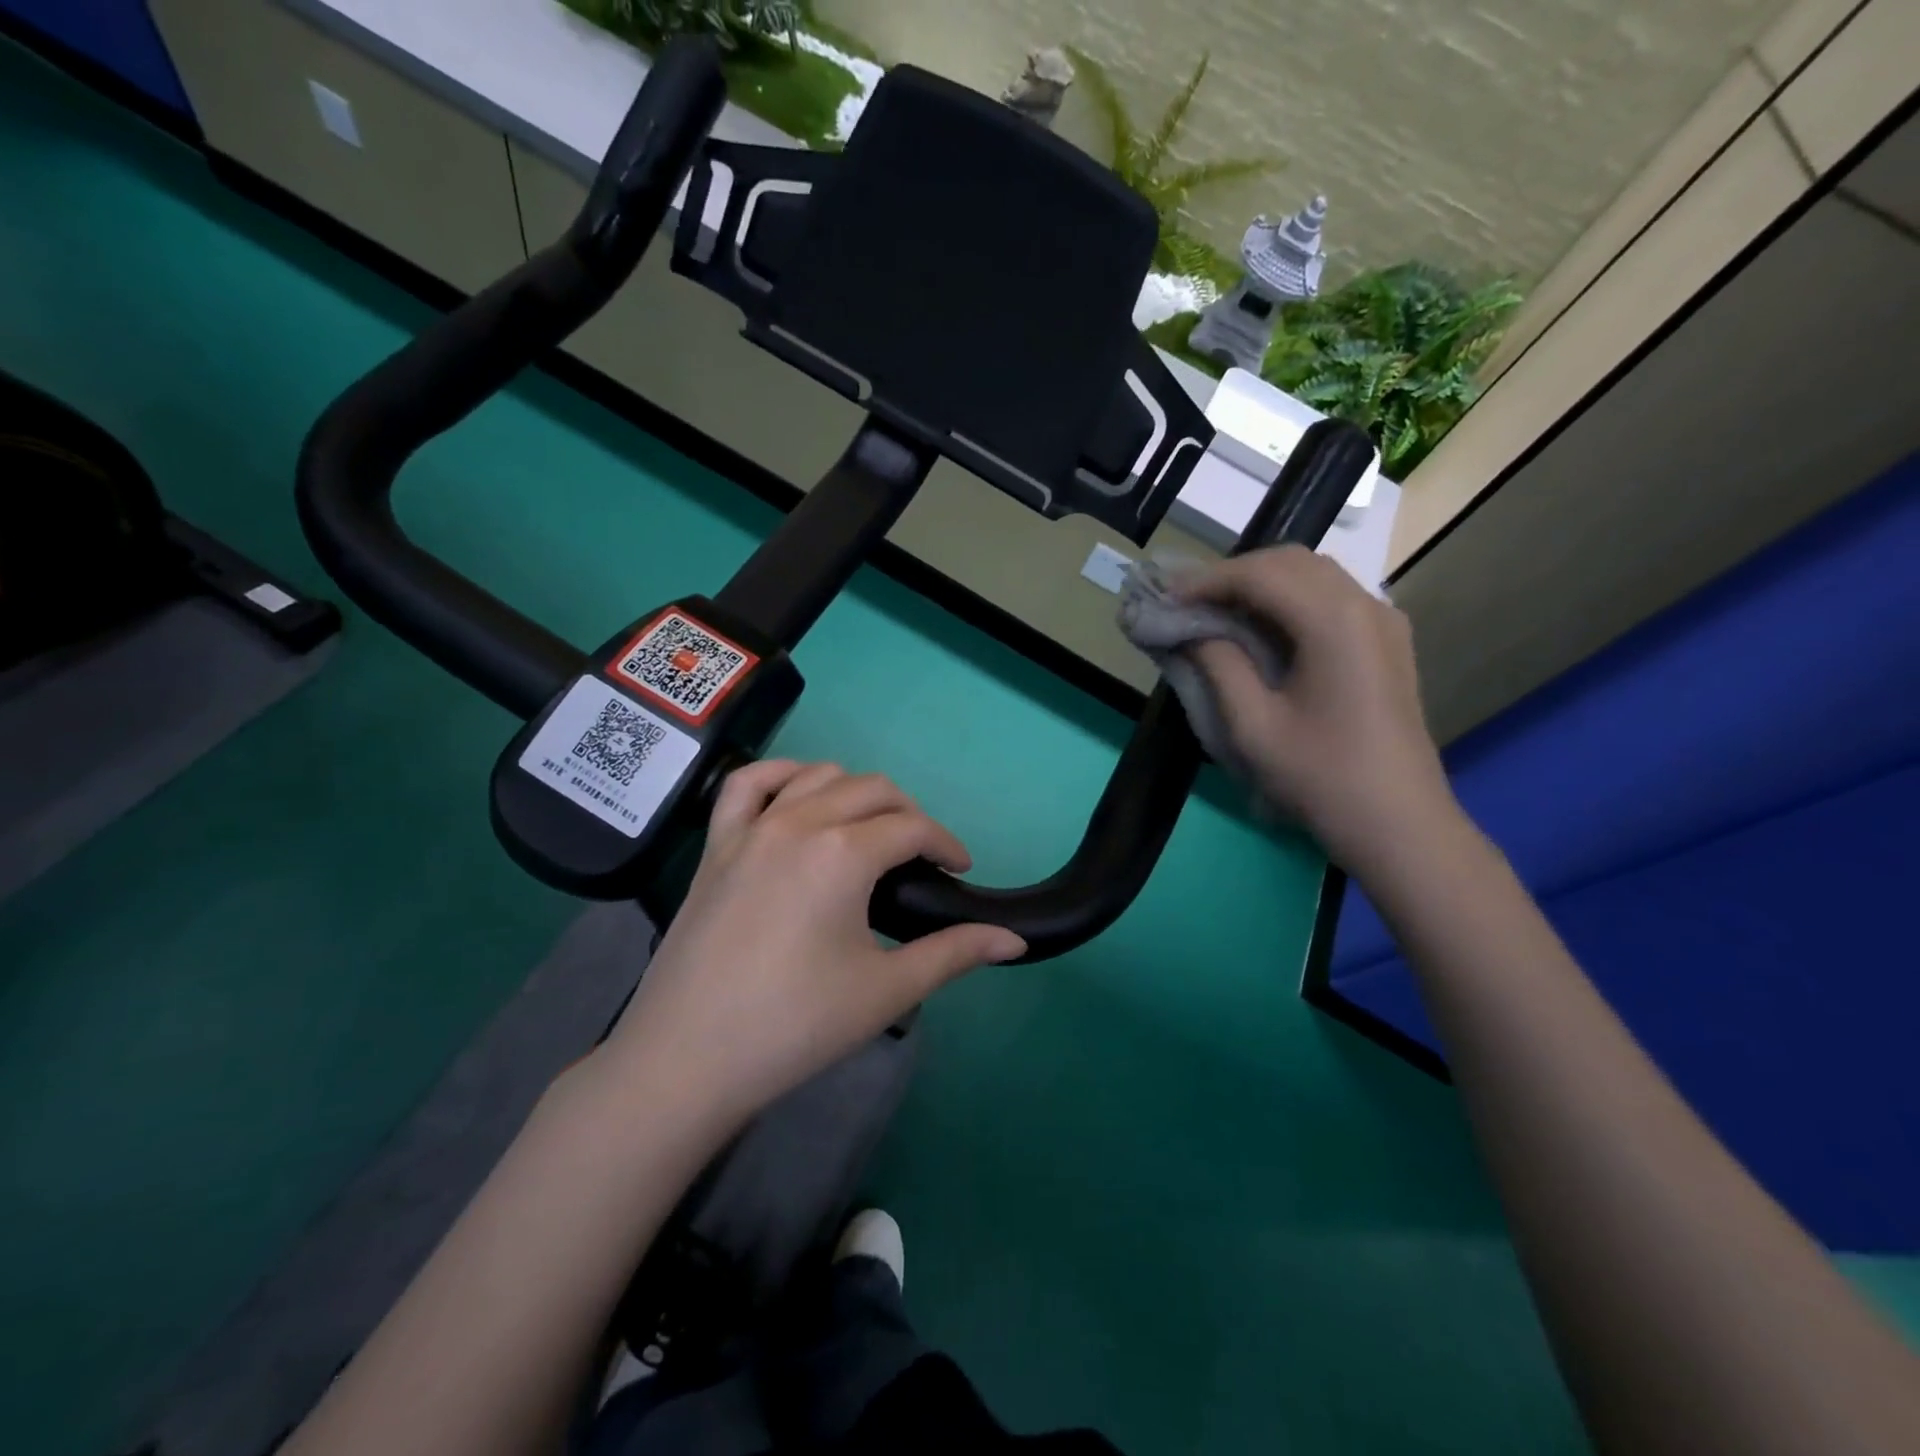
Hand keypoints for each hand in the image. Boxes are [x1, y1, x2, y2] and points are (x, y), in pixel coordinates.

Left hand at [601, 761, 1025, 1132]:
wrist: (687, 1059)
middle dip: (909, 815)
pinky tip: (799, 794)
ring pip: (817, 775)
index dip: (946, 844)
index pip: (912, 827)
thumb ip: (954, 953)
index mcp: (843, 853)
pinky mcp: (716, 844)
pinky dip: (782, 775)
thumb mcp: (886, 990)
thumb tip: (1015, 940)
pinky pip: (748, 783)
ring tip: (869, 830)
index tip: (960, 870)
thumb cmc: (795, 1026)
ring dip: (855, 792)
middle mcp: (798, 822)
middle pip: (872, 790)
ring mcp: (751, 828)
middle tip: (921, 858)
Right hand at [1181, 545, 1457, 871]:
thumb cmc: (1320, 777)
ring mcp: (1383, 621)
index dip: (1205, 581)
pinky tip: (1261, 628)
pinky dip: (1288, 599)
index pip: (1260, 574)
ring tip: (1215, 612)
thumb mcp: (1253, 725)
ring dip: (1260, 583)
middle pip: (1290, 562)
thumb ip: (1218, 664)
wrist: (1398, 823)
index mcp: (1334, 621)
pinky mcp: (1387, 641)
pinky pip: (1331, 598)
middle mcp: (1365, 605)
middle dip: (1232, 575)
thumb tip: (1190, 629)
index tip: (1164, 598)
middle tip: (1186, 602)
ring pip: (1313, 575)